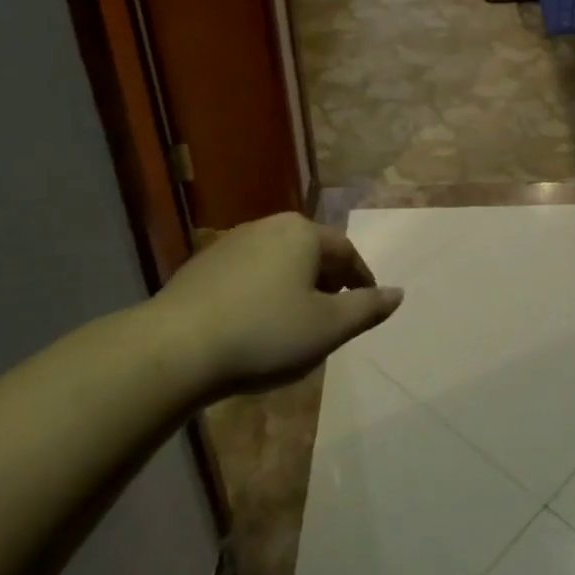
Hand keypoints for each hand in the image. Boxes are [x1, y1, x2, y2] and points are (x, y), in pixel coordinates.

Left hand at [156, 214, 403, 395]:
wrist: (176, 348)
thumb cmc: (265, 334)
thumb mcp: (327, 328)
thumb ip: (367, 308)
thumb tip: (398, 293)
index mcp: (302, 233)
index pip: (346, 251)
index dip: (361, 280)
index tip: (366, 307)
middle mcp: (268, 226)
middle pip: (312, 251)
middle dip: (328, 280)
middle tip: (334, 315)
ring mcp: (231, 243)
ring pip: (279, 261)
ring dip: (295, 285)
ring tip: (296, 322)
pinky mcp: (203, 265)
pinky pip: (249, 273)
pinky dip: (263, 291)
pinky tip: (255, 323)